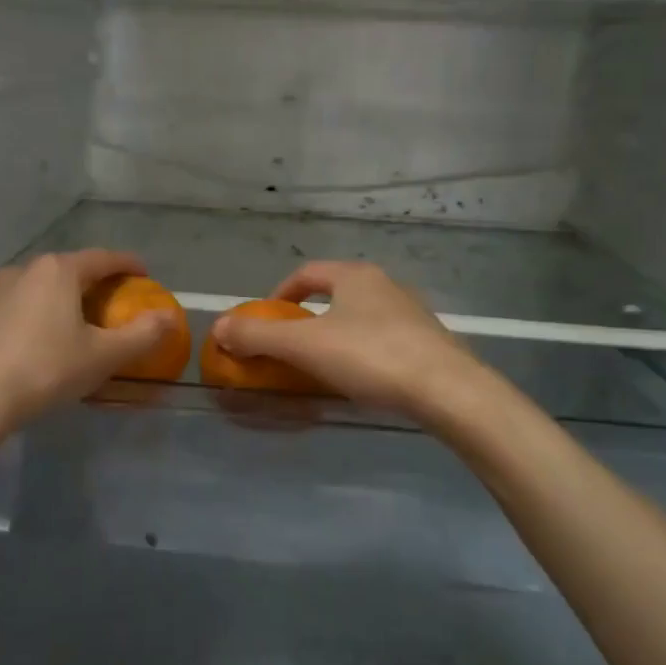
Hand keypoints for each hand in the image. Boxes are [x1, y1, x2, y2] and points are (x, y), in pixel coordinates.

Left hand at [0, 250, 175, 436]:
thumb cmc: (43, 369)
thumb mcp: (102, 356)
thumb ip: (141, 335)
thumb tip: (170, 318)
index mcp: (58, 271)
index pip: (103, 258)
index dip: (128, 264)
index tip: (144, 273)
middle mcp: (23, 270)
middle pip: (68, 270)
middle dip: (93, 283)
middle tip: (112, 303)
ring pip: (38, 289)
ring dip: (61, 300)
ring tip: (74, 324)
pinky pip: (15, 308)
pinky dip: (35, 317)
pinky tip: (37, 344)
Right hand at [210, 261, 487, 420]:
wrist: (449, 391)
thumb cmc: (371, 356)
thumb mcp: (305, 346)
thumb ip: (258, 337)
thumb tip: (217, 327)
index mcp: (354, 276)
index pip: (307, 273)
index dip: (280, 293)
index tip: (265, 319)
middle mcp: (385, 285)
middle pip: (335, 293)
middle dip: (307, 316)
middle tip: (290, 345)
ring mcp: (411, 314)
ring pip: (360, 317)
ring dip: (336, 334)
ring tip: (321, 365)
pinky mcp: (429, 343)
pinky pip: (383, 340)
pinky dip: (362, 352)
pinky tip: (360, 379)